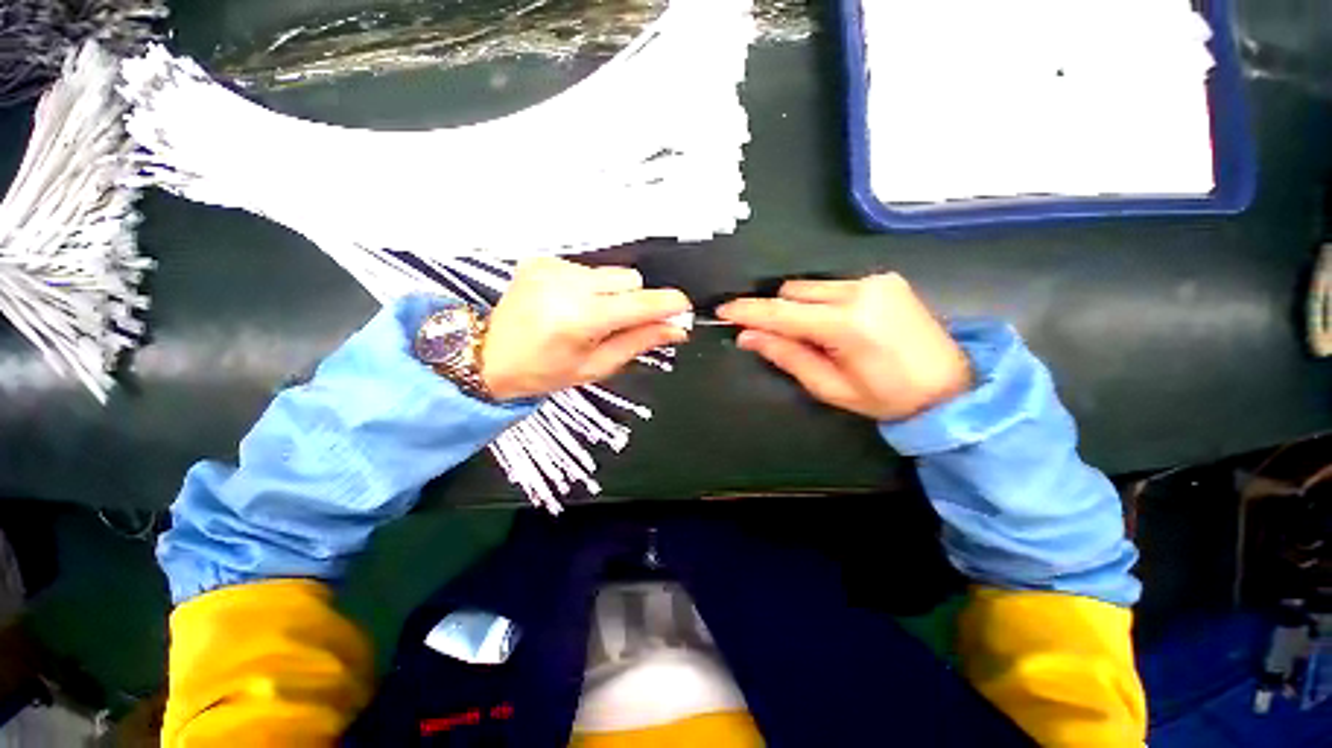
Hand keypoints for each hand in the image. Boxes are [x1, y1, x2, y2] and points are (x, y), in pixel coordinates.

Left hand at [481, 257, 691, 399]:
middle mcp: (567, 284)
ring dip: (612, 293)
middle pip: (629, 278)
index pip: (640, 302)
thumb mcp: (597, 366)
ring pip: (610, 273)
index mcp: (581, 317)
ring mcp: (552, 267)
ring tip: (589, 316)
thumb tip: (675, 329)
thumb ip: (639, 342)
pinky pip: (587, 269)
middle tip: (619, 324)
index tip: (682, 309)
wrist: (490, 357)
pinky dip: (590, 287)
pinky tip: (571, 304)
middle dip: (635, 301)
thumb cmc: (544, 371)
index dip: (668, 304)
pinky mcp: (543, 260)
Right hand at [717, 273, 971, 420]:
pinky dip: (820, 303)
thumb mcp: (829, 386)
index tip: (723, 311)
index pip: (782, 312)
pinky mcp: (884, 278)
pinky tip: (834, 325)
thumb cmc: (887, 397)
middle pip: (793, 290)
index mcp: (848, 323)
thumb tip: (748, 336)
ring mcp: (875, 280)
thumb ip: (786, 355)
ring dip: (798, 307)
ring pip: (810, 286)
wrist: (950, 387)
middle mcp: (861, 290)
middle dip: (776, 312)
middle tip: (776, 339)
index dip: (748, 312)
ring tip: (814, 336)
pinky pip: (832, 286)